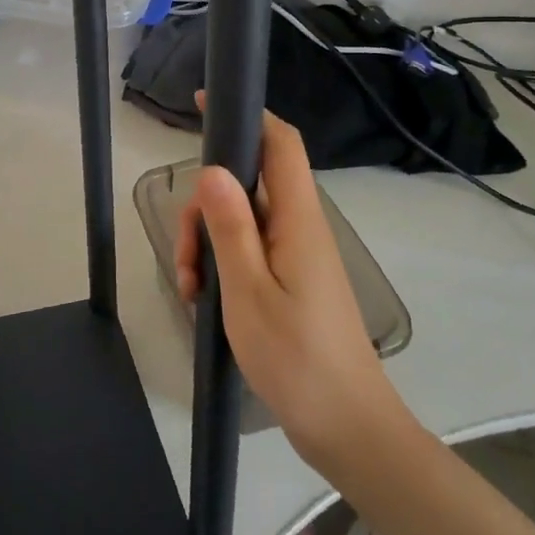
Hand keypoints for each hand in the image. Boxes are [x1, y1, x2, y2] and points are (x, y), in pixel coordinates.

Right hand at [176, 106, 401, 468]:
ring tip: (193, 290)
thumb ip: (231, 227)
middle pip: (247, 185)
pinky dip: (222, 266)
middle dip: (205, 208)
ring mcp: (295, 256)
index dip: (248, 117)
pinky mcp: (290, 281)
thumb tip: (214, 168)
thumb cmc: (297, 358)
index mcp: (298, 220)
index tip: (205, 106)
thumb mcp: (249, 292)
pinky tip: (205, 302)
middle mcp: (300, 228)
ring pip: (241, 221)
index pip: (280, 144)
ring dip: (208, 244)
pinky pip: (249, 252)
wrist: (347, 427)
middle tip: (187, 257)